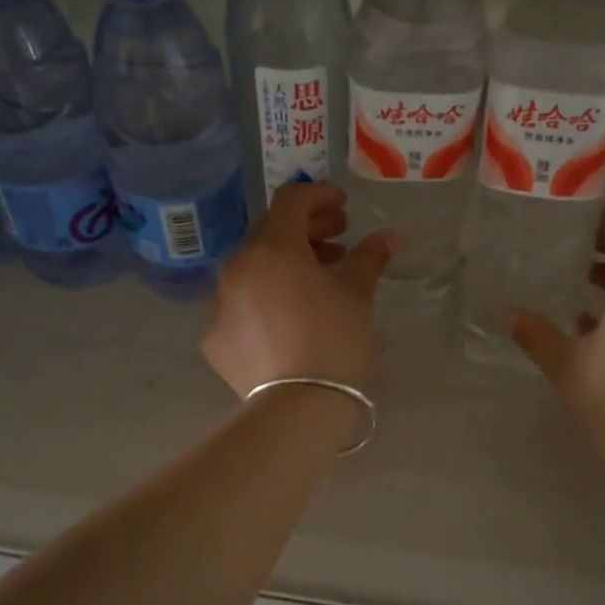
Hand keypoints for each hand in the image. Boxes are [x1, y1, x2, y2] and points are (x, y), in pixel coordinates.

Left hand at [202, 183, 398, 396]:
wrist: (296, 409)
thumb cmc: (334, 343)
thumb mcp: (357, 297)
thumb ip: (369, 258)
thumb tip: (391, 235)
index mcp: (273, 248)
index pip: (291, 200)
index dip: (319, 196)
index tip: (344, 207)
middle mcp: (237, 266)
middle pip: (270, 232)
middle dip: (305, 231)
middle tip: (338, 241)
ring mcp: (218, 302)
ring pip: (252, 267)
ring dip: (284, 263)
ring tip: (317, 279)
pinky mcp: (213, 336)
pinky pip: (239, 303)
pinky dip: (263, 298)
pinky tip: (287, 317)